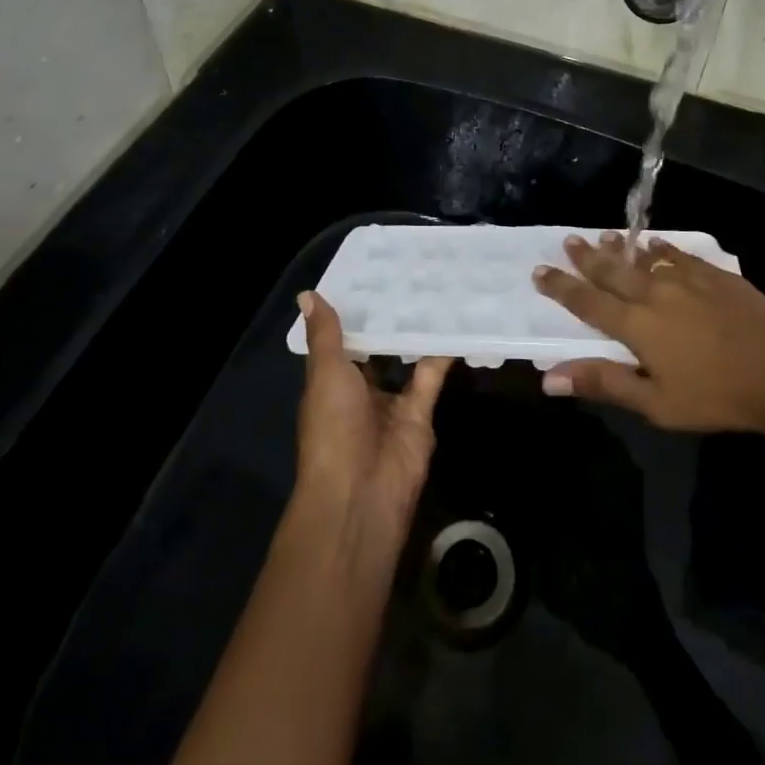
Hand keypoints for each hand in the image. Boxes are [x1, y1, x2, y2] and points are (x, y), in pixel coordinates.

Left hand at [294, 291, 451, 541]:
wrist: (361, 493)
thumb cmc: (332, 428)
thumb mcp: (325, 373)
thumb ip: (326, 335)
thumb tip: (307, 294)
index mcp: (331, 381)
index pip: (342, 338)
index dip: (353, 309)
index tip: (371, 272)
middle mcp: (360, 390)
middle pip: (377, 347)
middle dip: (390, 317)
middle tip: (410, 271)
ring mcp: (391, 403)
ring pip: (406, 359)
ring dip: (417, 331)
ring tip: (435, 286)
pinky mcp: (420, 414)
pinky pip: (432, 376)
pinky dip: (443, 353)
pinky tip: (457, 320)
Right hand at [532, 232, 764, 434]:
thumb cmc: (717, 396)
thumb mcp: (656, 403)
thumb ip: (604, 383)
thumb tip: (549, 378)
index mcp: (636, 325)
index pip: (587, 301)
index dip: (561, 287)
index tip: (540, 270)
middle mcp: (655, 292)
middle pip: (613, 270)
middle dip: (587, 257)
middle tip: (568, 240)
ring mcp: (687, 279)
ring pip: (644, 257)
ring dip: (620, 248)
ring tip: (603, 236)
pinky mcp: (715, 274)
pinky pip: (678, 253)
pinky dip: (661, 248)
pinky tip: (657, 244)